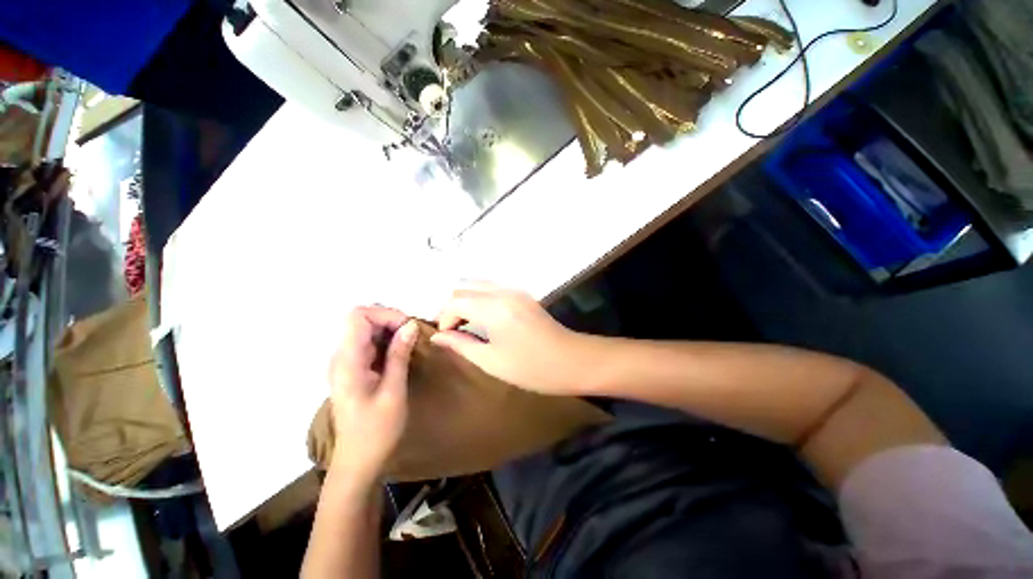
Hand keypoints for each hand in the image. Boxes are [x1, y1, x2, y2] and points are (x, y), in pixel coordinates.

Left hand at [328, 307, 418, 478]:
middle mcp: (342, 357)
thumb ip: (399, 355)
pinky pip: (370, 344)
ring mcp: (346, 363)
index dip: (385, 314)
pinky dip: (388, 341)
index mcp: (347, 361)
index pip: (358, 316)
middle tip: (413, 335)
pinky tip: (402, 353)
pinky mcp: (353, 369)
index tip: (408, 327)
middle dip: (390, 320)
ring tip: (411, 343)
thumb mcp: (393, 391)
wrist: (358, 461)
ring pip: (367, 330)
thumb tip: (410, 325)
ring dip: (391, 330)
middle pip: (362, 320)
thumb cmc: (376, 430)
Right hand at [432, 283, 592, 395]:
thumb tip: (438, 336)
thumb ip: (461, 344)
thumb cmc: (531, 367)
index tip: (446, 337)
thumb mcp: (491, 360)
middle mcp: (503, 291)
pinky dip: (481, 299)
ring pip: (479, 286)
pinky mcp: (523, 295)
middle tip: (453, 331)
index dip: (445, 317)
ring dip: (467, 301)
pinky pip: (493, 290)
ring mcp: (515, 290)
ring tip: (465, 325)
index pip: (456, 300)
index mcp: (493, 307)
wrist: (573, 361)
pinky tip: (483, 318)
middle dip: (453, 307)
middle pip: (466, 288)